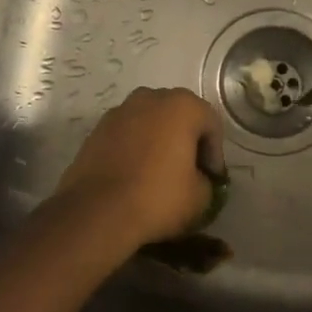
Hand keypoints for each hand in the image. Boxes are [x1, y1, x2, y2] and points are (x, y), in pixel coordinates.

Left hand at [51, 88, 223, 247]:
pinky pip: (127, 135)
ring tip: (159, 173)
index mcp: (182, 106)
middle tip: (189, 172)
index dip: (215, 154)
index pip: (211, 124)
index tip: (211, 179)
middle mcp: (150, 98)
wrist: (96, 213)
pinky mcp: (97, 130)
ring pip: (150, 123)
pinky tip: (134, 175)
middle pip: (179, 116)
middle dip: (187, 141)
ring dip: (159, 141)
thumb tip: (197, 178)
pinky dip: (135, 148)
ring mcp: (119, 111)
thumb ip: (206, 180)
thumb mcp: (201, 197)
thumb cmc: (158, 198)